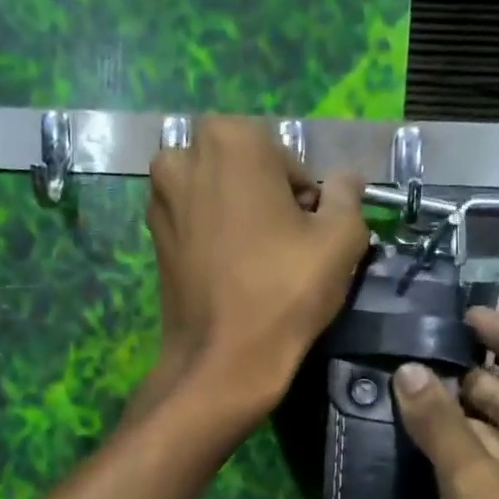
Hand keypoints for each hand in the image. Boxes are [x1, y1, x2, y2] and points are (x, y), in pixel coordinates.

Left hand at [139, 116, 367, 422]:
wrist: (222, 360)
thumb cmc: (284, 291)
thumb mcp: (341, 238)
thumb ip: (347, 195)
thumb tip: (345, 180)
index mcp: (230, 138)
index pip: (288, 160)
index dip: (305, 198)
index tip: (308, 234)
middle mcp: (183, 155)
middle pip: (248, 171)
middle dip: (269, 199)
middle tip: (286, 247)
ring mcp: (160, 196)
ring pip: (219, 195)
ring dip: (242, 216)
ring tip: (259, 262)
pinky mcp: (151, 235)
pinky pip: (197, 221)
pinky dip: (217, 236)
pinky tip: (233, 273)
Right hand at [393, 308, 498, 498]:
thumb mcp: (474, 484)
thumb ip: (440, 424)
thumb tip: (409, 371)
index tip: (474, 317)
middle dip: (483, 379)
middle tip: (433, 349)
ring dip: (467, 412)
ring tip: (422, 380)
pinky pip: (495, 464)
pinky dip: (464, 445)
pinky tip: (428, 423)